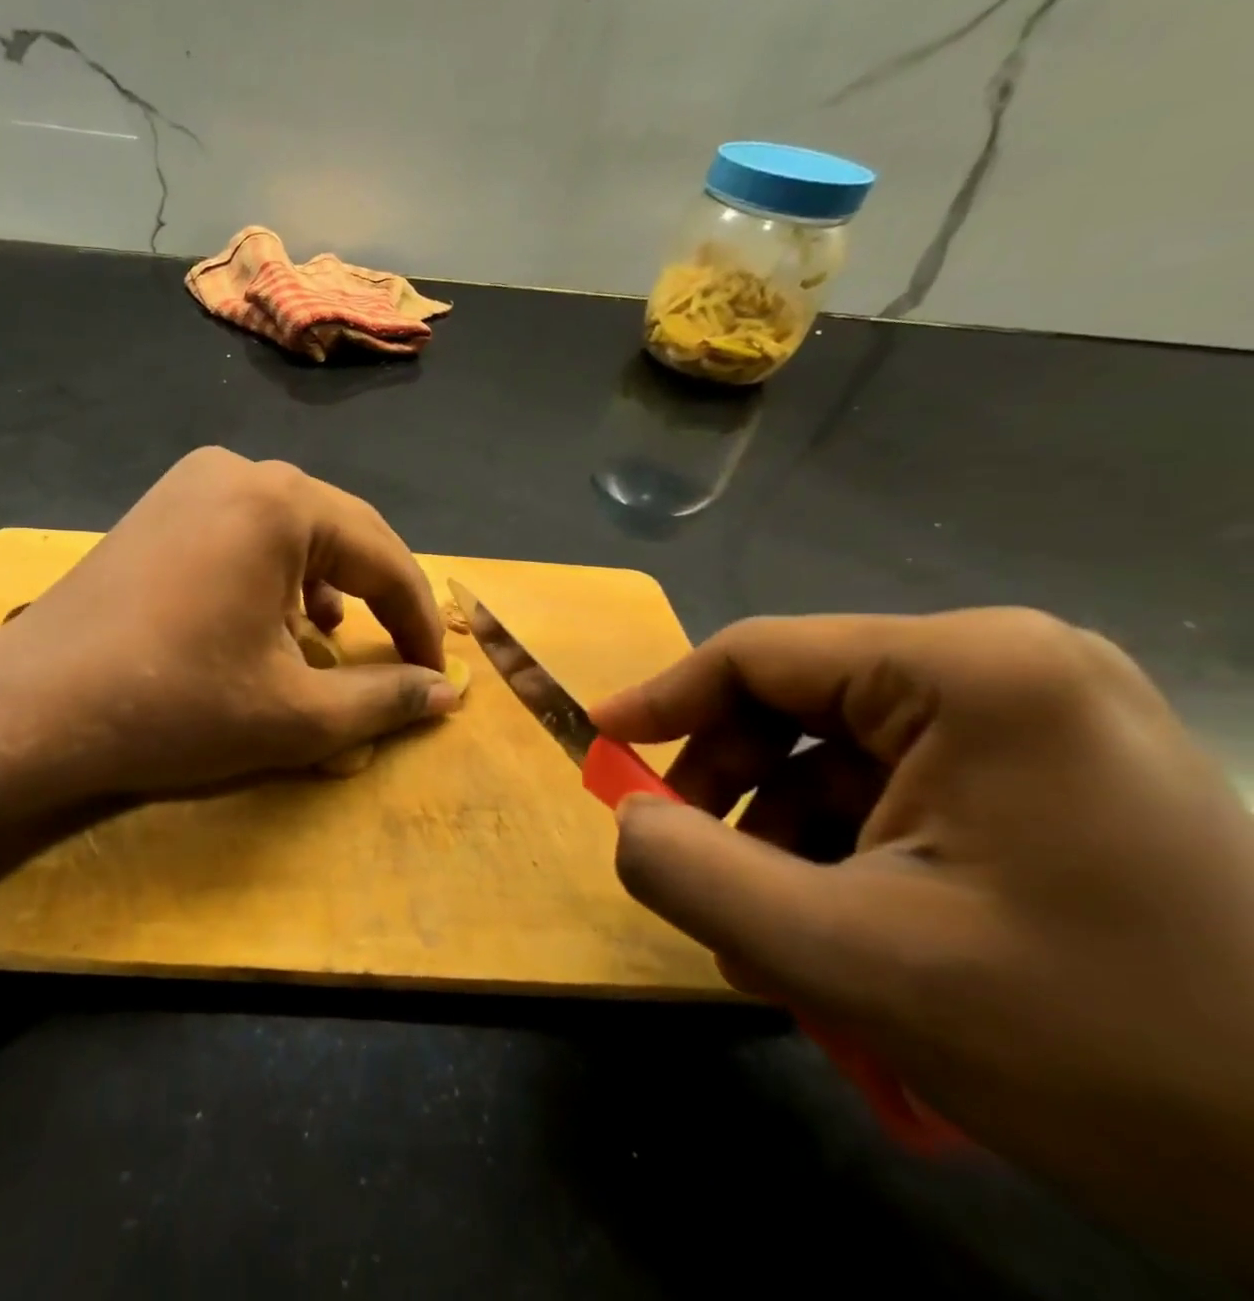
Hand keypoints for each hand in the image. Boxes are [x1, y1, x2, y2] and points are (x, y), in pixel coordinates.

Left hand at [0, 447, 454, 799]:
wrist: (33, 707)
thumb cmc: (174, 705)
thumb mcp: (295, 714)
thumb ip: (382, 699)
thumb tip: (445, 693)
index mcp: (281, 503)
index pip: (384, 557)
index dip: (418, 621)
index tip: (435, 675)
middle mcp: (239, 472)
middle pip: (340, 532)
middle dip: (374, 596)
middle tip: (395, 653)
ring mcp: (190, 483)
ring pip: (291, 529)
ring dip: (325, 582)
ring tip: (327, 637)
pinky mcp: (158, 507)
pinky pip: (242, 531)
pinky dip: (273, 572)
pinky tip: (265, 617)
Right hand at [593, 609, 1253, 1260]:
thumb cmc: (1106, 1050)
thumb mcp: (853, 962)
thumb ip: (694, 872)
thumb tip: (627, 818)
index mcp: (968, 673)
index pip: (757, 656)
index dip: (661, 701)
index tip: (599, 748)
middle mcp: (1005, 671)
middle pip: (795, 707)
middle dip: (730, 795)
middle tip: (693, 873)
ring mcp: (1039, 725)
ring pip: (836, 760)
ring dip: (780, 841)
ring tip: (765, 941)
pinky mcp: (1053, 781)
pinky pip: (895, 795)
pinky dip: (841, 857)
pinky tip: (836, 940)